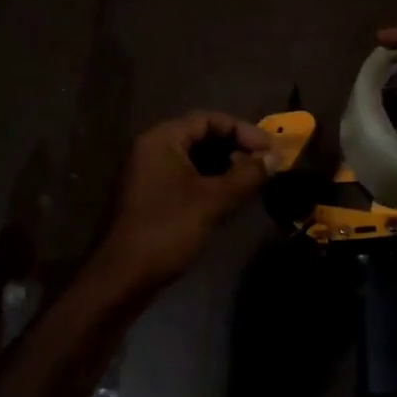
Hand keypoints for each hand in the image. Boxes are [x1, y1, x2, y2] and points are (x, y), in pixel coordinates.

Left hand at [93, 111, 273, 289]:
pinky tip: (230, 200)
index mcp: (162, 140)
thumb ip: (247, 175)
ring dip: (224, 168)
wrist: (122, 277)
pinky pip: (185, 179)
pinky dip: (209, 183)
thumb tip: (274, 158)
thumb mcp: (213, 201)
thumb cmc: (168, 230)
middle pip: (201, 137)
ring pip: (194, 160)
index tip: (269, 150)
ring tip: (252, 183)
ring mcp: (148, 175)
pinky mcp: (150, 198)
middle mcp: (152, 150)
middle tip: (263, 167)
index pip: (208, 119)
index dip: (243, 131)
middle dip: (235, 149)